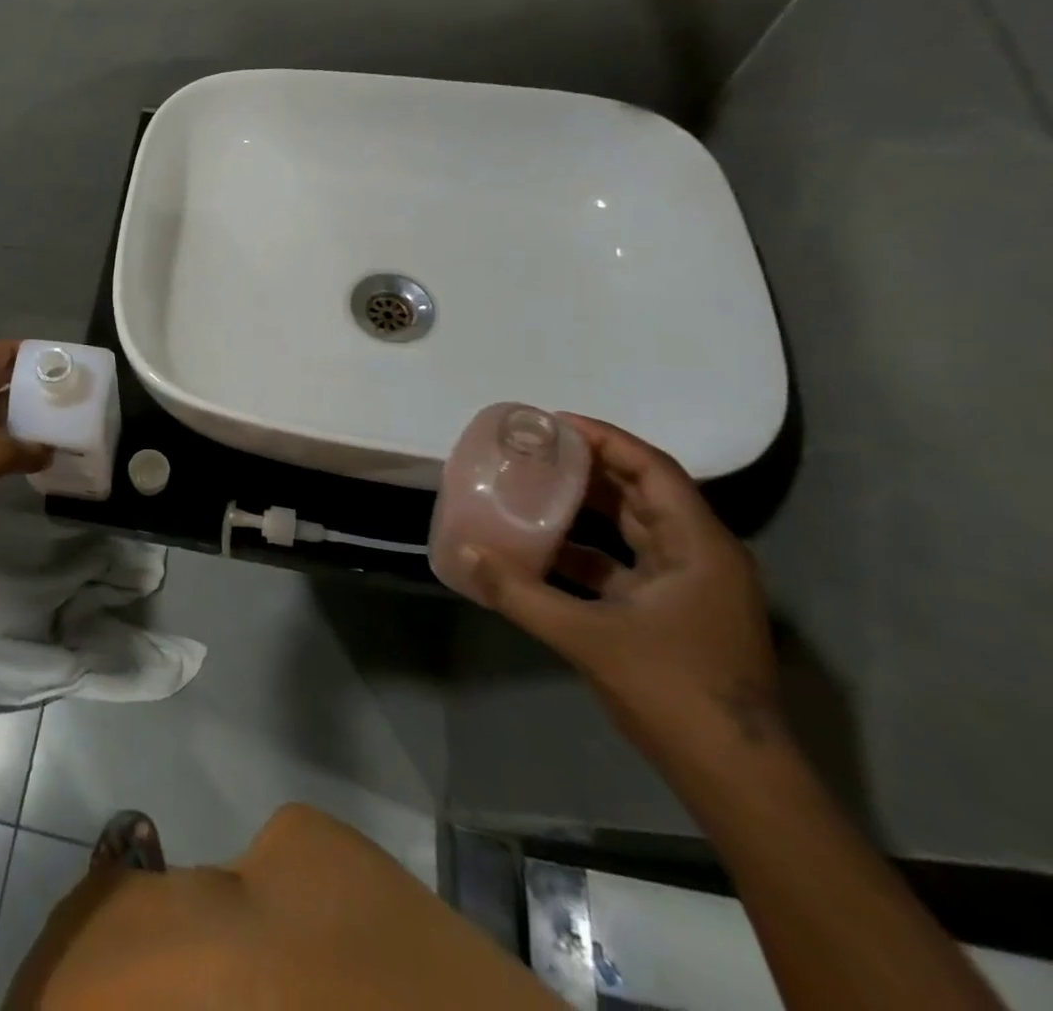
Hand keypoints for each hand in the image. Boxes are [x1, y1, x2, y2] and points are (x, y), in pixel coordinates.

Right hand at [463, 415, 781, 763]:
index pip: (654, 471)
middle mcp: (701, 557)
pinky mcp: (674, 614)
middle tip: (535, 450)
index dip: (606, 440)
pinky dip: (586, 551)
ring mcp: (690, 588)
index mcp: (699, 548)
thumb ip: (521, 594)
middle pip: (643, 493)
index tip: (555, 423)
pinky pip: (625, 564)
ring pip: (633, 528)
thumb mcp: (588, 637)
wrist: (735, 777)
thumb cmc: (674, 691)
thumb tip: (465, 556)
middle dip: (590, 467)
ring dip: (586, 508)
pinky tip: (542, 551)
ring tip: (533, 488)